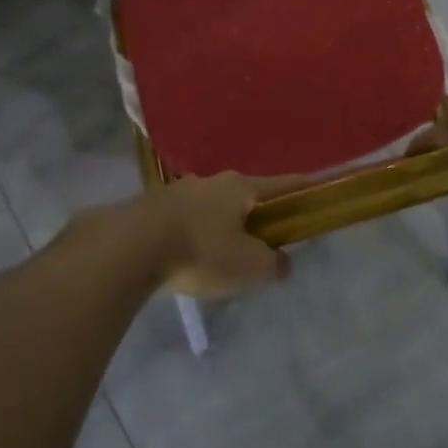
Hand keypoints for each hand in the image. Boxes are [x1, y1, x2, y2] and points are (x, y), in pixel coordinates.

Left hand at [96, 173, 302, 298]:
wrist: (129, 248)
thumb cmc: (200, 252)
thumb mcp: (248, 266)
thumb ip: (272, 264)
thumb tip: (284, 262)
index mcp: (241, 187)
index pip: (284, 184)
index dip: (303, 190)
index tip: (318, 193)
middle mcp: (213, 181)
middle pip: (246, 196)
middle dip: (258, 216)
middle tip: (265, 244)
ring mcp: (180, 191)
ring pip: (214, 207)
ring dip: (224, 226)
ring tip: (224, 256)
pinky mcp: (154, 207)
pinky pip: (187, 219)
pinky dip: (197, 234)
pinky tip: (191, 256)